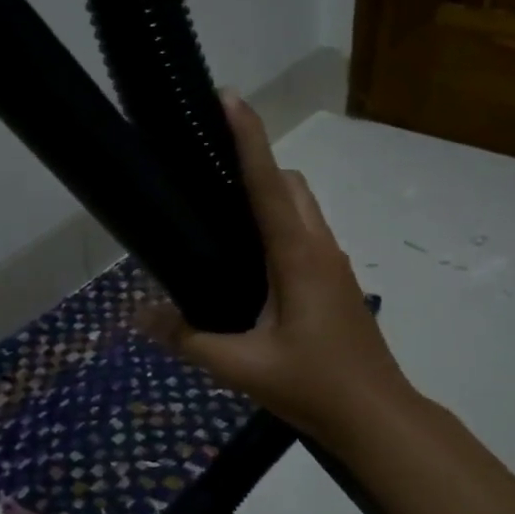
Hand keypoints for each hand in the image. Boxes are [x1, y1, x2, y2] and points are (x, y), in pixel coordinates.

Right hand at [138, 93, 414, 444]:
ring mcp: (334, 265)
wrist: (376, 416)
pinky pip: (307, 234)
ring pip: (303, 207)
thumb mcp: (242, 367)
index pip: (268, 183)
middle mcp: (320, 248)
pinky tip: (252, 261)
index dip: (247, 137)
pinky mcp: (337, 283)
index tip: (227, 97)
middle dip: (256, 162)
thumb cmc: (314, 386)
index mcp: (297, 256)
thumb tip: (138, 318)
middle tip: (209, 170)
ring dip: (271, 194)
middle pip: (291, 184)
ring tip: (223, 213)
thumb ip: (187, 339)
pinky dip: (281, 224)